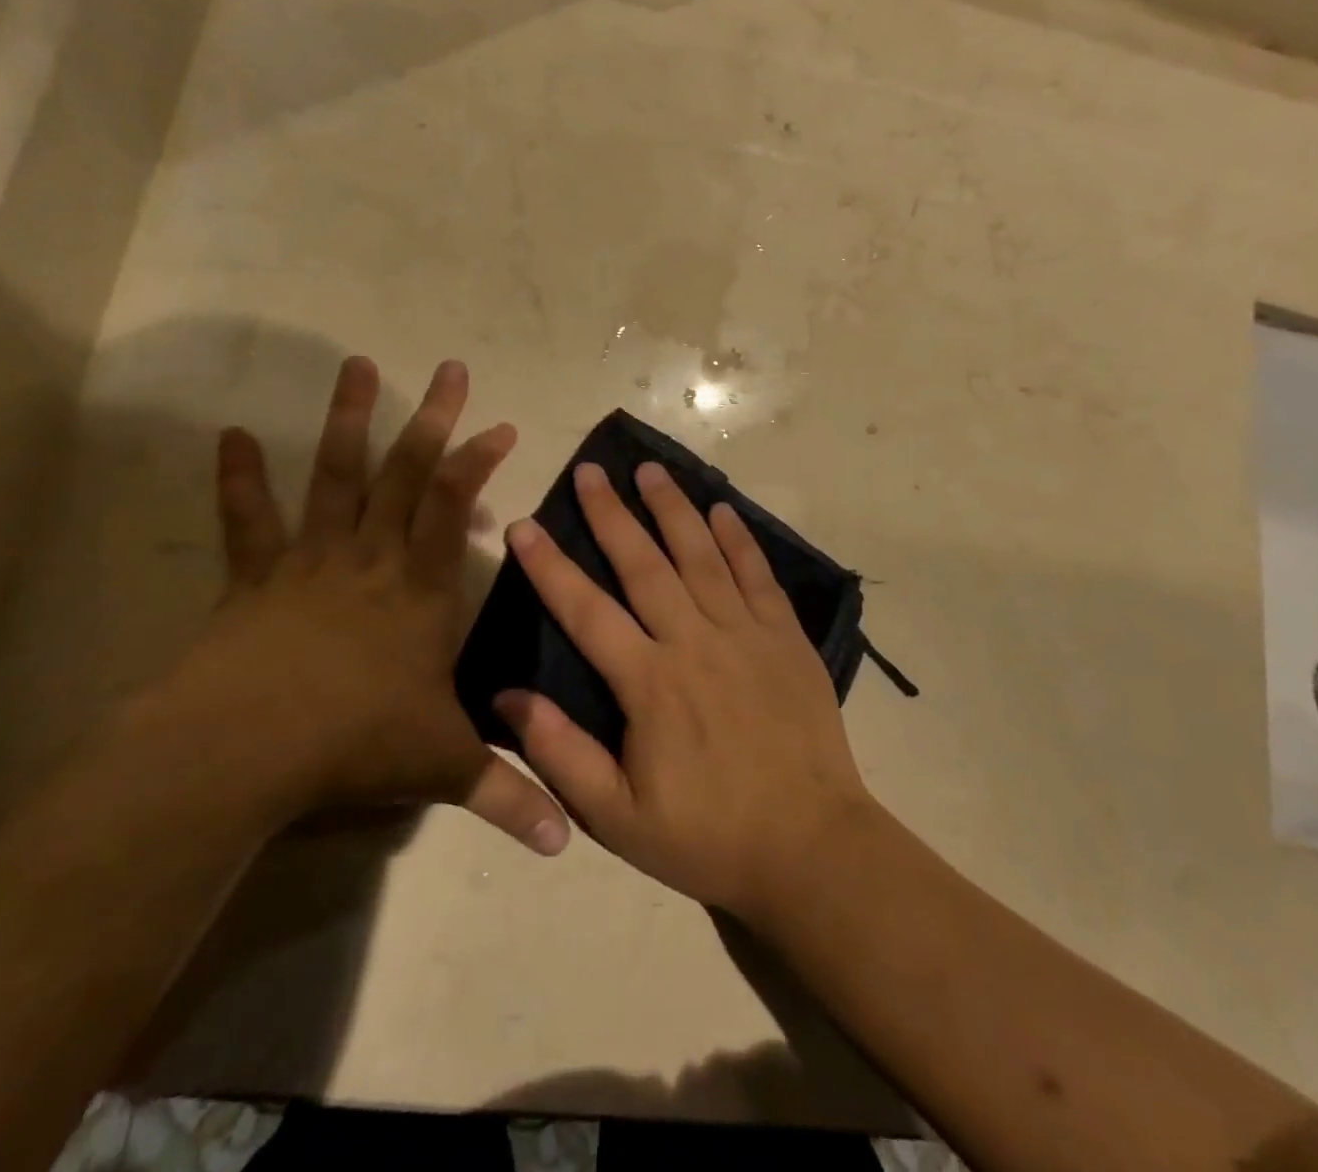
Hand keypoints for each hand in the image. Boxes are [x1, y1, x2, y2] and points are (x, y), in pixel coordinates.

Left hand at [141, 356, 569, 855]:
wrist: (243, 749)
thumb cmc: (352, 743)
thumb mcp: (441, 765)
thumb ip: (506, 794)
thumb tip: (567, 843)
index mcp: (418, 589)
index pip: (454, 509)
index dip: (478, 462)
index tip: (500, 425)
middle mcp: (369, 559)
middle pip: (404, 474)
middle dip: (432, 419)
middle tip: (448, 368)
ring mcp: (310, 561)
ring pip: (333, 476)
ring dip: (347, 421)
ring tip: (357, 366)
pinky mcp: (257, 577)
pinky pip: (249, 520)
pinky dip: (240, 478)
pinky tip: (228, 436)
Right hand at [494, 461, 874, 919]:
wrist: (810, 847)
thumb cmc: (707, 836)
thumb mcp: (617, 818)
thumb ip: (561, 754)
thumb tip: (508, 696)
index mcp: (649, 683)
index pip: (586, 610)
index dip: (551, 566)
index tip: (525, 525)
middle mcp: (695, 642)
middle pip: (644, 564)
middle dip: (612, 514)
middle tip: (590, 470)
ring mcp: (746, 634)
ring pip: (702, 556)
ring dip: (674, 509)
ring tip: (651, 469)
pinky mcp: (786, 638)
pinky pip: (758, 576)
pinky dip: (739, 540)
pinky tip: (723, 510)